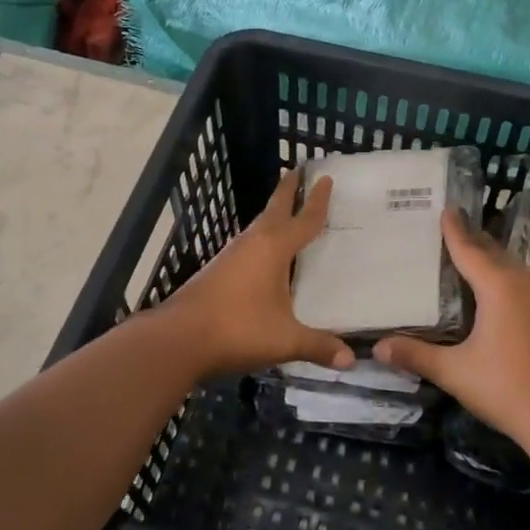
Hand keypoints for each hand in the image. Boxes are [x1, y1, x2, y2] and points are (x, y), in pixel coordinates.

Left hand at [162, 167, 353, 378]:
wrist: (178, 339)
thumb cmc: (237, 329)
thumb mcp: (285, 340)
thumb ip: (318, 346)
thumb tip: (351, 359)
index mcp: (273, 249)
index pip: (303, 219)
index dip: (317, 200)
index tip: (326, 178)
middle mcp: (252, 243)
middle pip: (274, 209)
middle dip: (287, 190)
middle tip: (298, 170)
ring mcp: (230, 256)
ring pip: (258, 227)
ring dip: (273, 215)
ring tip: (287, 212)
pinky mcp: (217, 271)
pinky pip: (248, 245)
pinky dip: (262, 239)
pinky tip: (265, 255)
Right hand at [374, 210, 529, 451]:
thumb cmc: (507, 389)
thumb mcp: (455, 372)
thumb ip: (416, 355)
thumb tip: (377, 348)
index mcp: (499, 287)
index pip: (470, 250)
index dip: (454, 230)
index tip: (444, 209)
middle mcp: (523, 284)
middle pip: (492, 252)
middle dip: (471, 239)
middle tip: (447, 228)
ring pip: (510, 267)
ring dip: (488, 258)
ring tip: (464, 254)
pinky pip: (520, 282)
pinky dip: (501, 276)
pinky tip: (490, 290)